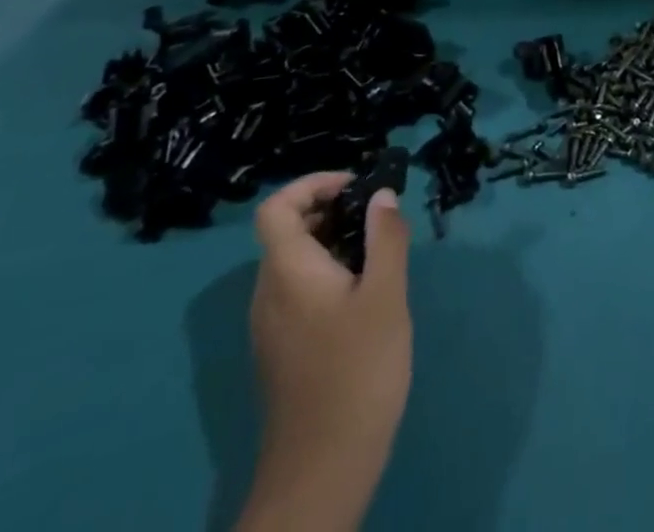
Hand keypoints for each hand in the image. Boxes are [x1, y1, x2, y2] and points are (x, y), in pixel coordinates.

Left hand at [238, 173, 411, 531]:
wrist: (322, 469)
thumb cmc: (357, 369)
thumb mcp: (385, 294)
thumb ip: (386, 238)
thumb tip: (382, 196)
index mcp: (287, 271)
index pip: (277, 207)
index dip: (313, 184)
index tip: (357, 187)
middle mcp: (268, 292)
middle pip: (287, 231)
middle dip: (332, 210)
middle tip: (379, 218)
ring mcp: (270, 325)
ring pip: (295, 261)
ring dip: (333, 242)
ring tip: (380, 255)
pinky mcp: (281, 350)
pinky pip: (298, 290)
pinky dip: (328, 273)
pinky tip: (365, 296)